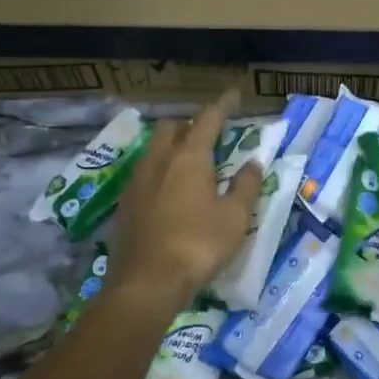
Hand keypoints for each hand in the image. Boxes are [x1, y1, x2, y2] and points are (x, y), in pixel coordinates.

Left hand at [106, 89, 262, 304]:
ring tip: (191, 164)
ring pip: (154, 150)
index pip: (208, 119)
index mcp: (188, 158)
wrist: (145, 284)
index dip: (223, 105)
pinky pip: (145, 174)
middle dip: (191, 125)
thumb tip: (253, 164)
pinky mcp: (124, 205)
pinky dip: (161, 172)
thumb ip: (246, 186)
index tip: (234, 93)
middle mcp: (158, 161)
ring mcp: (136, 182)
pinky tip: (170, 193)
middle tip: (211, 137)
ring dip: (173, 147)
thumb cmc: (197, 246)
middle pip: (173, 128)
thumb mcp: (234, 218)